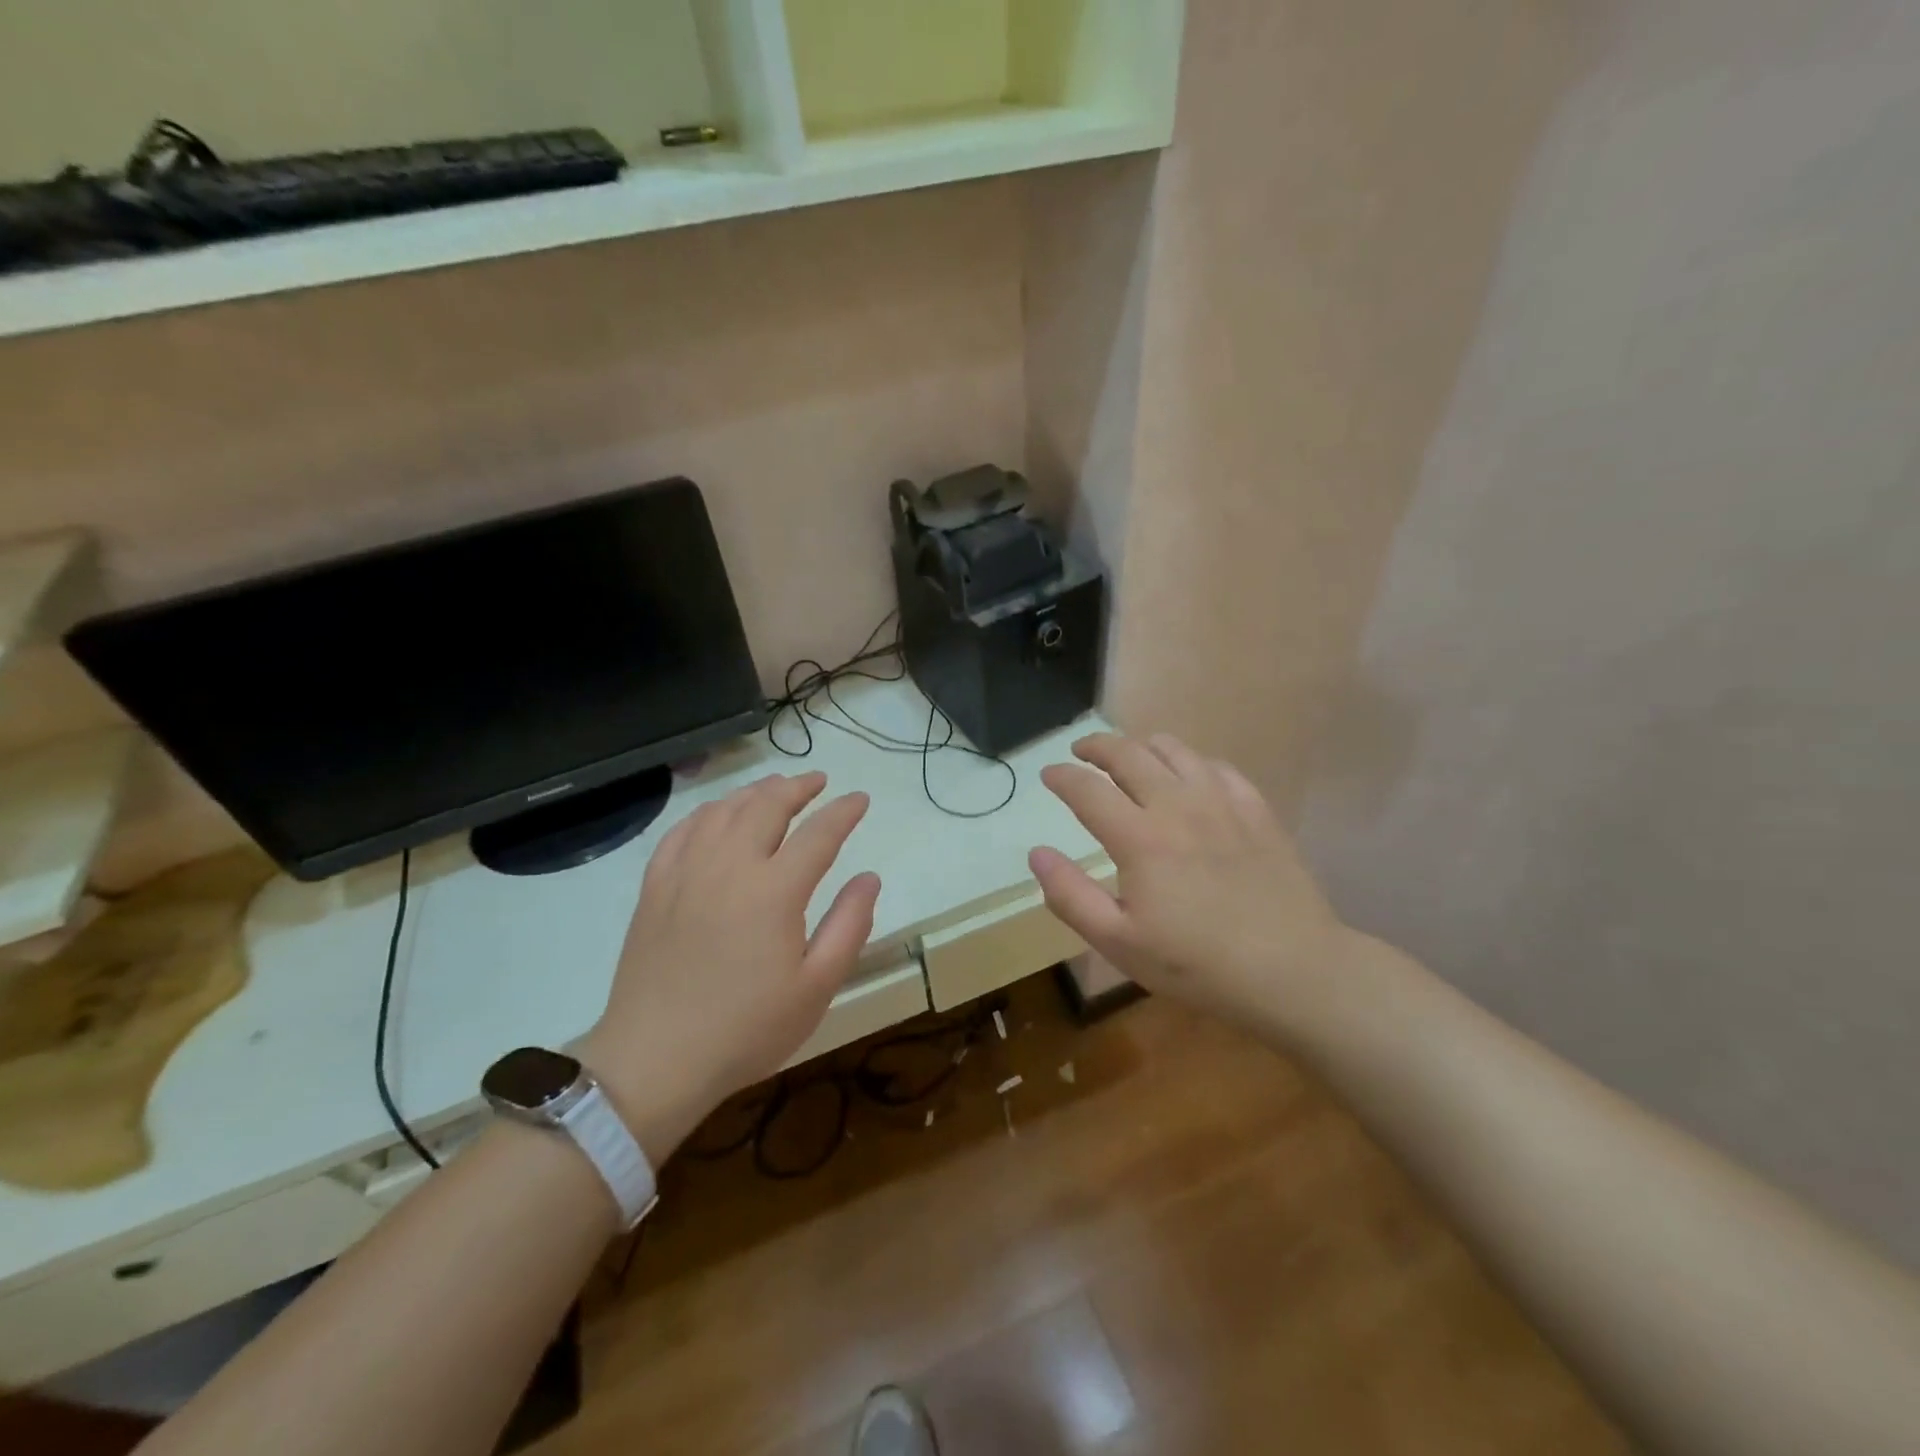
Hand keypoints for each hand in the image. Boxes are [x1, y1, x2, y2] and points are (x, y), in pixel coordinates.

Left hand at [580, 772, 879, 1161]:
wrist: (655, 1059)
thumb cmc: (747, 1029)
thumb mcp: (816, 987)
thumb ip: (849, 926)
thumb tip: (868, 877)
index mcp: (774, 890)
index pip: (819, 834)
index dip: (844, 812)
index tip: (860, 799)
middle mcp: (730, 866)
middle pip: (767, 806)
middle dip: (798, 787)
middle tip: (818, 782)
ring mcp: (686, 872)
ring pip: (724, 811)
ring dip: (755, 792)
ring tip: (775, 788)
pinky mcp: (656, 887)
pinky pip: (682, 831)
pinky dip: (707, 812)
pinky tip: (717, 814)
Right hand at [1030, 733, 1355, 1037]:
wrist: (1293, 970)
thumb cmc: (1196, 964)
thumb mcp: (1119, 943)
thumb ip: (1070, 896)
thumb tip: (1037, 853)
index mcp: (1139, 838)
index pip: (1088, 789)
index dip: (1062, 776)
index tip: (1048, 774)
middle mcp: (1177, 805)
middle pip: (1128, 754)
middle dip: (1097, 746)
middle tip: (1081, 751)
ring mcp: (1222, 802)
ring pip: (1174, 750)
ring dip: (1142, 746)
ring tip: (1130, 756)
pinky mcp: (1256, 810)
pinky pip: (1217, 766)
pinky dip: (1191, 761)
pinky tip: (1189, 776)